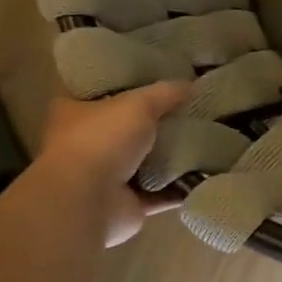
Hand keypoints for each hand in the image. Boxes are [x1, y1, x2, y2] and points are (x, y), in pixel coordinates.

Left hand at [36, 83, 190, 245]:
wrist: (88, 202)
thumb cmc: (101, 141)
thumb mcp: (138, 104)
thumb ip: (166, 93)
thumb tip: (191, 85)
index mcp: (74, 112)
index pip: (97, 91)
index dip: (124, 83)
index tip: (155, 78)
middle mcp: (86, 144)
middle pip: (126, 127)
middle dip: (155, 122)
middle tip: (189, 109)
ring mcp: (105, 176)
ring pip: (145, 161)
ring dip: (171, 156)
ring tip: (206, 139)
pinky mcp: (127, 203)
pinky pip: (162, 192)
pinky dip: (181, 186)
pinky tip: (207, 173)